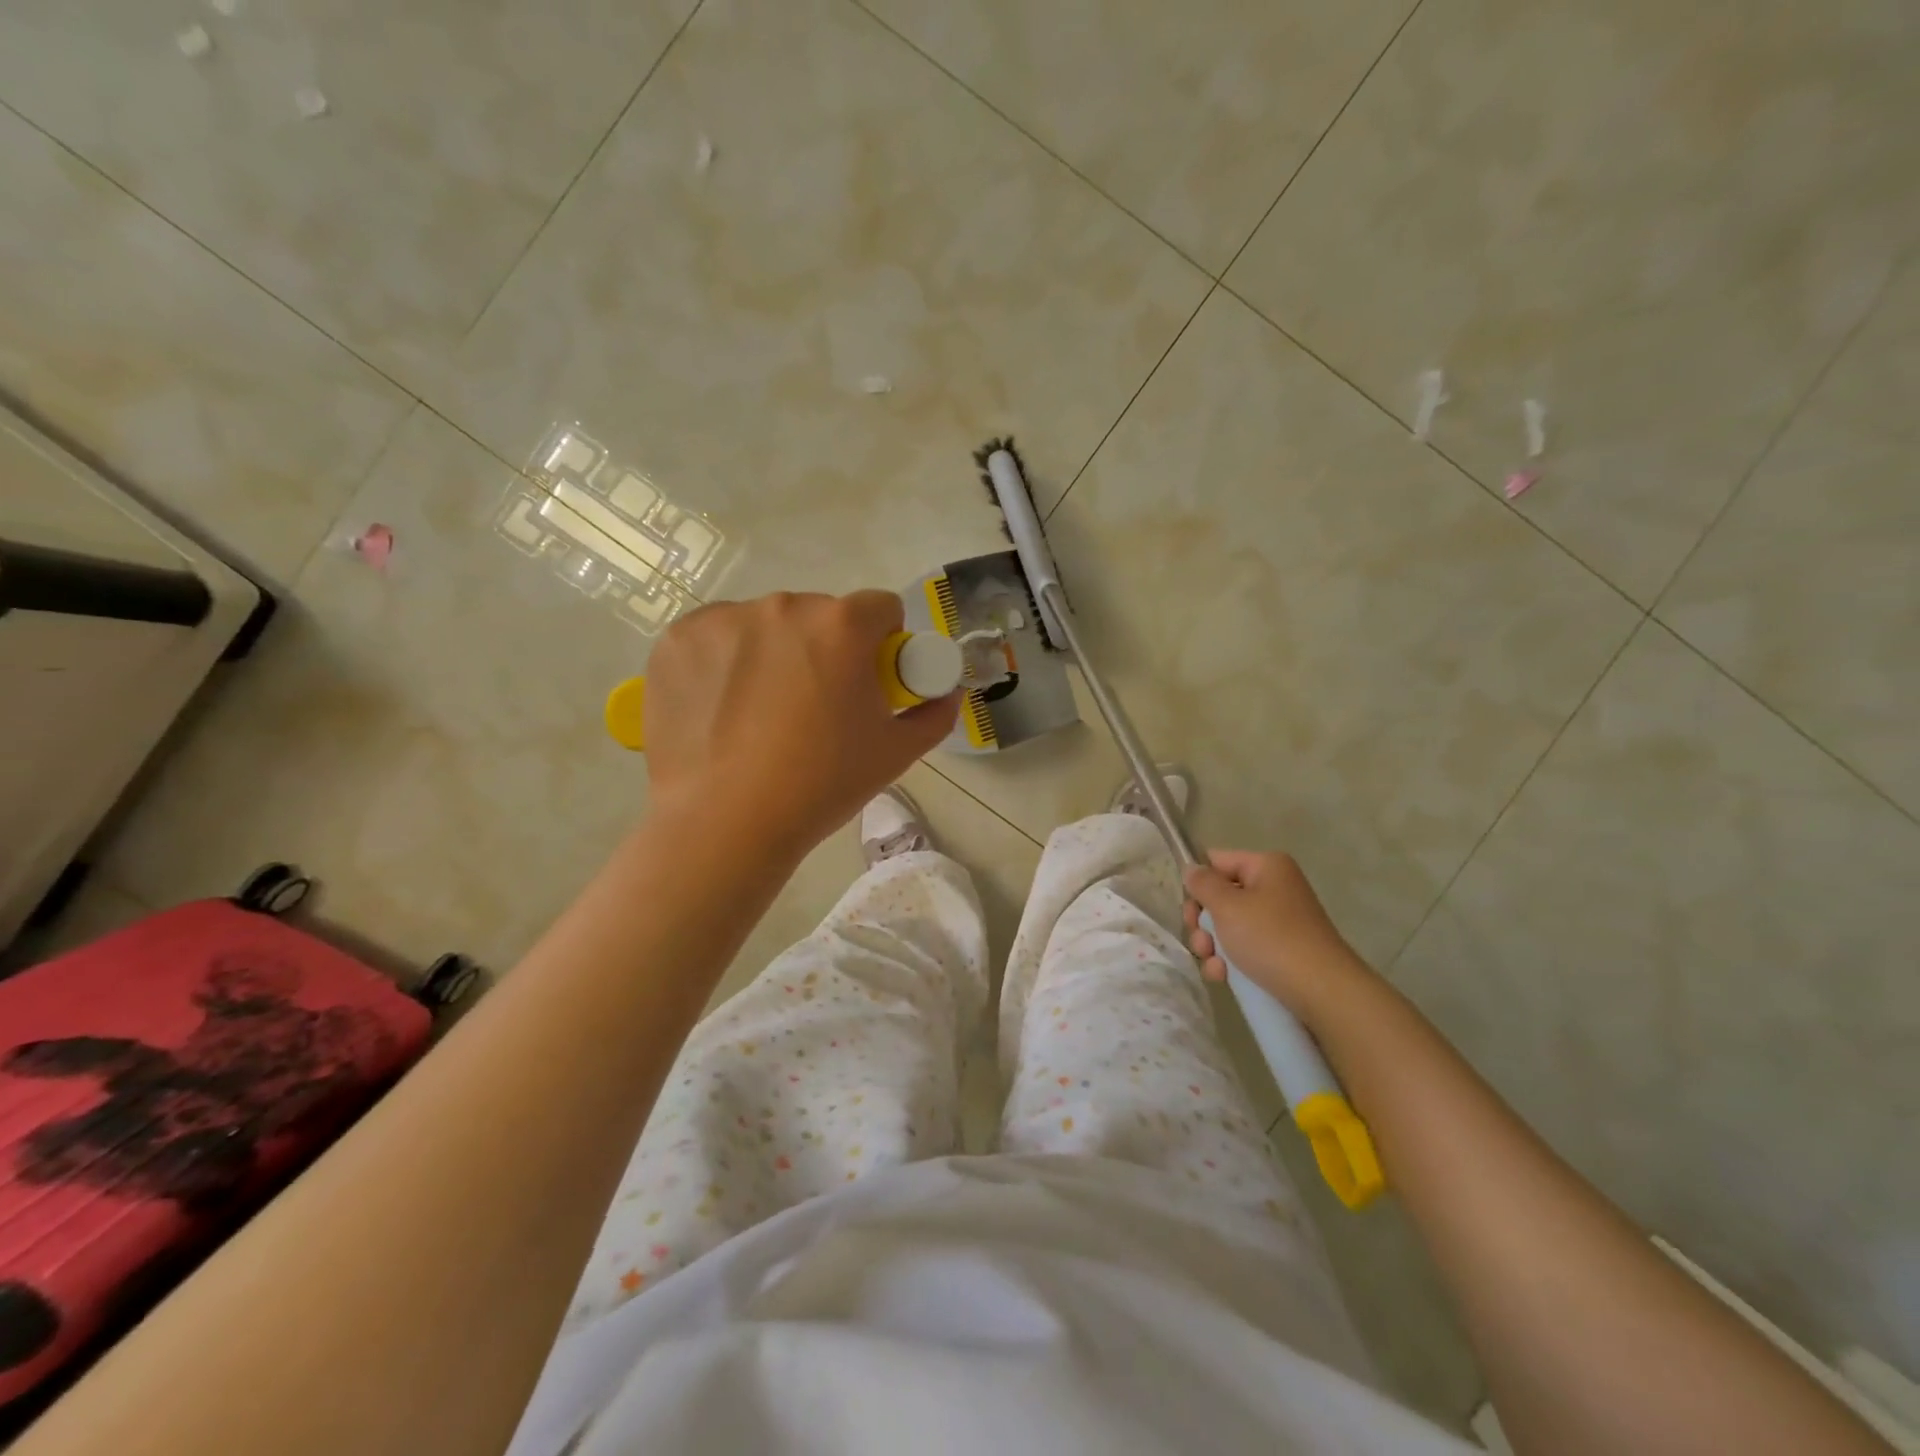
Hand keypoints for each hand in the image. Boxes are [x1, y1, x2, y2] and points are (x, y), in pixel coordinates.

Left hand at [642, 591, 958, 856]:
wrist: (726, 823)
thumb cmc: (821, 785)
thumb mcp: (894, 754)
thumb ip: (933, 715)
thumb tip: (947, 694)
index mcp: (842, 626)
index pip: (880, 608)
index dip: (882, 643)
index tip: (868, 680)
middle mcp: (783, 607)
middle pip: (820, 615)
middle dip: (825, 649)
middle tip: (814, 706)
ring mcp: (724, 620)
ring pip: (766, 625)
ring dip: (774, 652)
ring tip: (762, 713)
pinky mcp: (677, 640)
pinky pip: (717, 638)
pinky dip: (724, 662)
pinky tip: (722, 708)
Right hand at [1182, 850, 1372, 1020]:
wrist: (1323, 992)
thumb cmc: (1271, 939)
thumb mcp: (1228, 907)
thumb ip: (1203, 884)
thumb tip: (1191, 869)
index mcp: (1267, 866)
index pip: (1216, 861)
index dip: (1198, 883)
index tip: (1190, 911)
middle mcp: (1275, 888)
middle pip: (1221, 896)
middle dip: (1203, 922)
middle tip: (1201, 942)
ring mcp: (1280, 920)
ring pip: (1229, 925)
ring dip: (1213, 945)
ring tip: (1214, 964)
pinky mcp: (1282, 950)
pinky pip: (1245, 947)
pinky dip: (1230, 960)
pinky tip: (1223, 977)